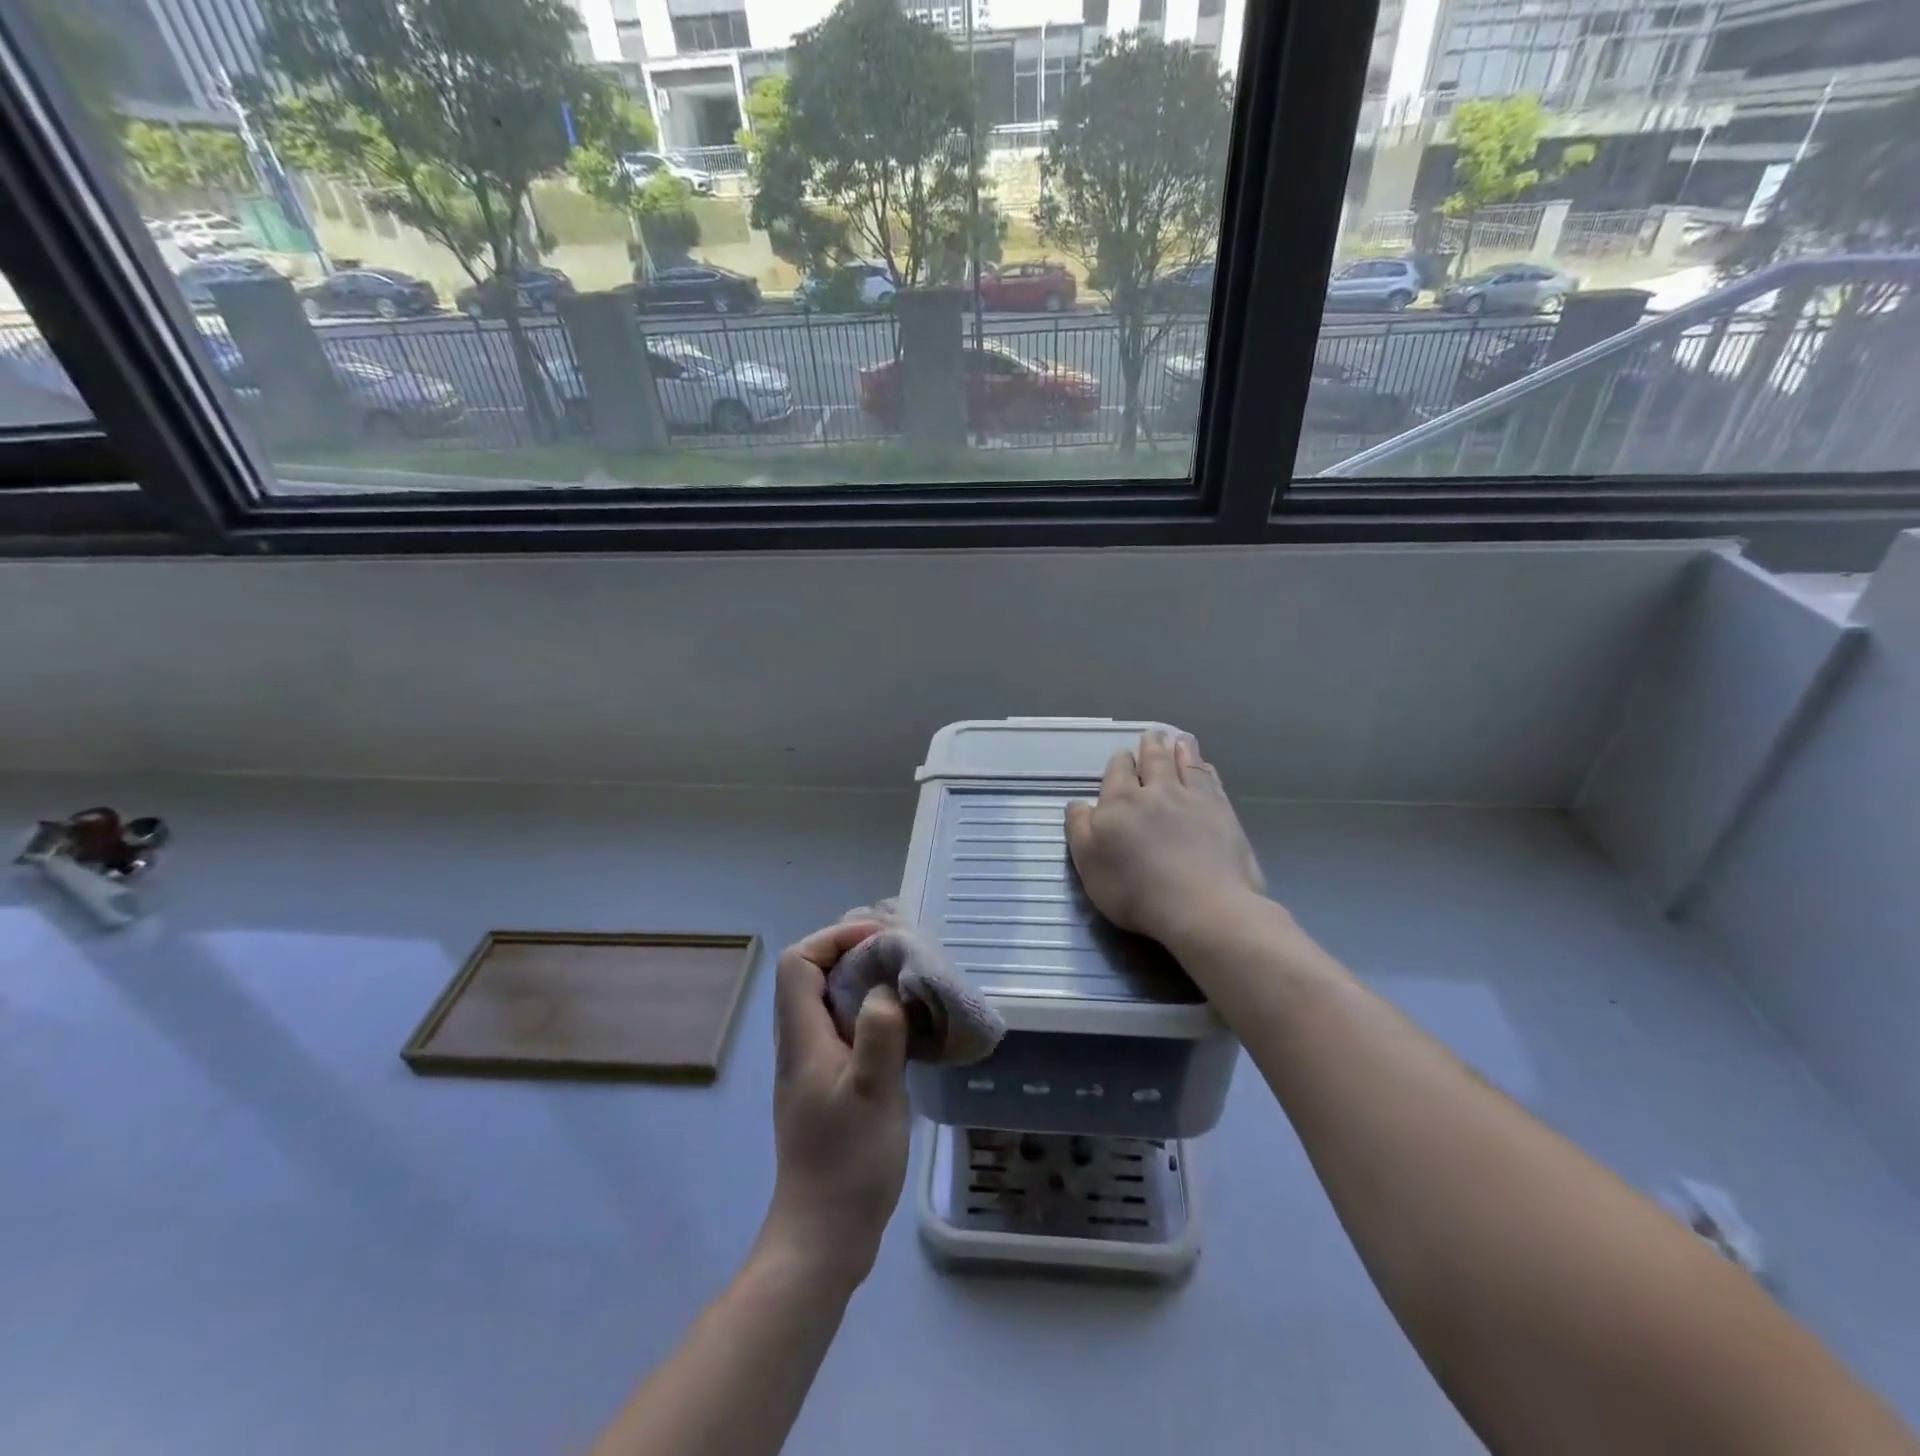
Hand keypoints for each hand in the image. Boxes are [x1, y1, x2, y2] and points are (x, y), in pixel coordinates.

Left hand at [759, 920, 911, 1293]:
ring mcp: (814, 1065)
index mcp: (802, 1038)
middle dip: (853, 950)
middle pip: (813, 974)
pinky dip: (871, 1010)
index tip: (881, 938)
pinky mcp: (830, 1084)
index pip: (800, 962)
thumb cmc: (848, 1165)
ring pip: (830, 999)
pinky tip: (905, 1023)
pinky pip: (845, 1025)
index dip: (835, 938)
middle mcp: (801, 1043)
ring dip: (864, 979)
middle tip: (900, 951)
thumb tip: (885, 987)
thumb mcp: (871, 1094)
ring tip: (907, 977)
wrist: (824, 1237)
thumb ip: (878, 1034)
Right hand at [1065, 731, 1267, 953]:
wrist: (1202, 906)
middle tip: (1153, 734)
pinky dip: (1205, 769)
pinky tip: (1206, 767)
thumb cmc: (1135, 890)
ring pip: (1185, 764)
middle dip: (1151, 746)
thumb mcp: (1088, 863)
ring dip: (1181, 749)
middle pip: (1153, 761)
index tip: (1122, 758)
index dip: (1120, 763)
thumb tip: (1078, 803)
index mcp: (1120, 801)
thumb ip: (1079, 828)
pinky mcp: (1223, 813)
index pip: (1118, 771)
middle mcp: (1157, 791)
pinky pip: (1211, 781)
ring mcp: (1193, 799)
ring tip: (1180, 738)